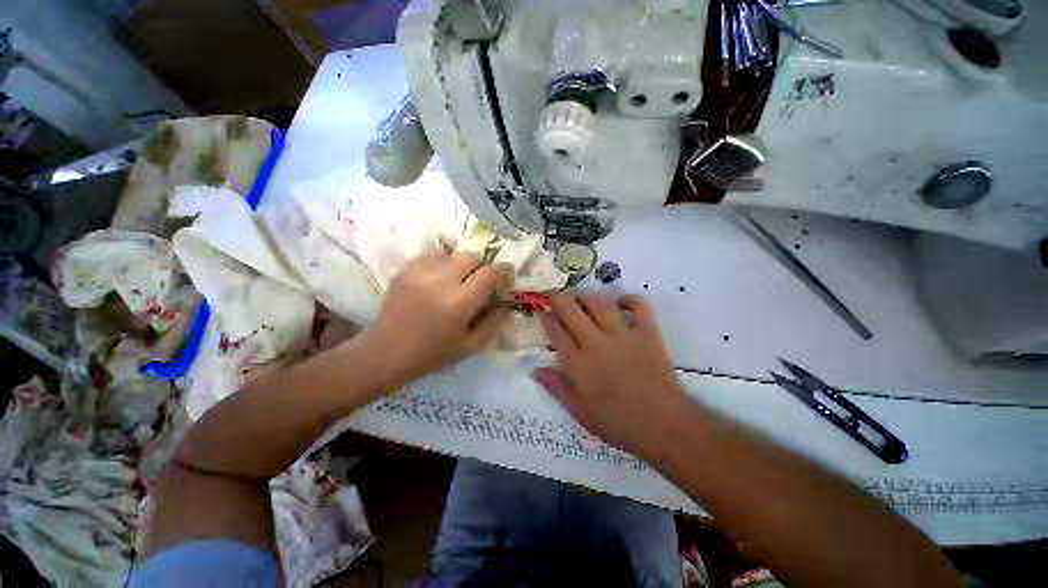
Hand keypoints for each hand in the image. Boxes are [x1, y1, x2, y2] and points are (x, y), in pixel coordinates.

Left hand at [366, 251, 512, 384]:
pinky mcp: (405, 269)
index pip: (489, 273)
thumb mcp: (471, 346)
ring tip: (455, 282)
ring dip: (460, 266)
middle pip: (471, 257)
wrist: (387, 352)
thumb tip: (507, 304)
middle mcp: (440, 281)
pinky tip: (437, 281)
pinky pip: (433, 256)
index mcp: (459, 303)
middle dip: (480, 268)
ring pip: (452, 255)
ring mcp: (420, 272)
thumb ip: (494, 323)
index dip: (502, 271)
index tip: (506, 275)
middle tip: (477, 283)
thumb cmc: (433, 353)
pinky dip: (441, 265)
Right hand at [534, 293, 687, 454]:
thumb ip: (556, 387)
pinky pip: (638, 307)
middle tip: (559, 299)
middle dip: (561, 300)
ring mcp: (622, 335)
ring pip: (600, 303)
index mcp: (578, 363)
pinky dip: (629, 300)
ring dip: (589, 298)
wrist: (663, 425)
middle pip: (571, 311)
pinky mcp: (646, 333)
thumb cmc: (618, 422)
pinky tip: (622, 302)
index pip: (556, 332)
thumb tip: (534, 370)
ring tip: (586, 301)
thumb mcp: (579, 412)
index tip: (545, 313)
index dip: (548, 319)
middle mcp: (596, 343)